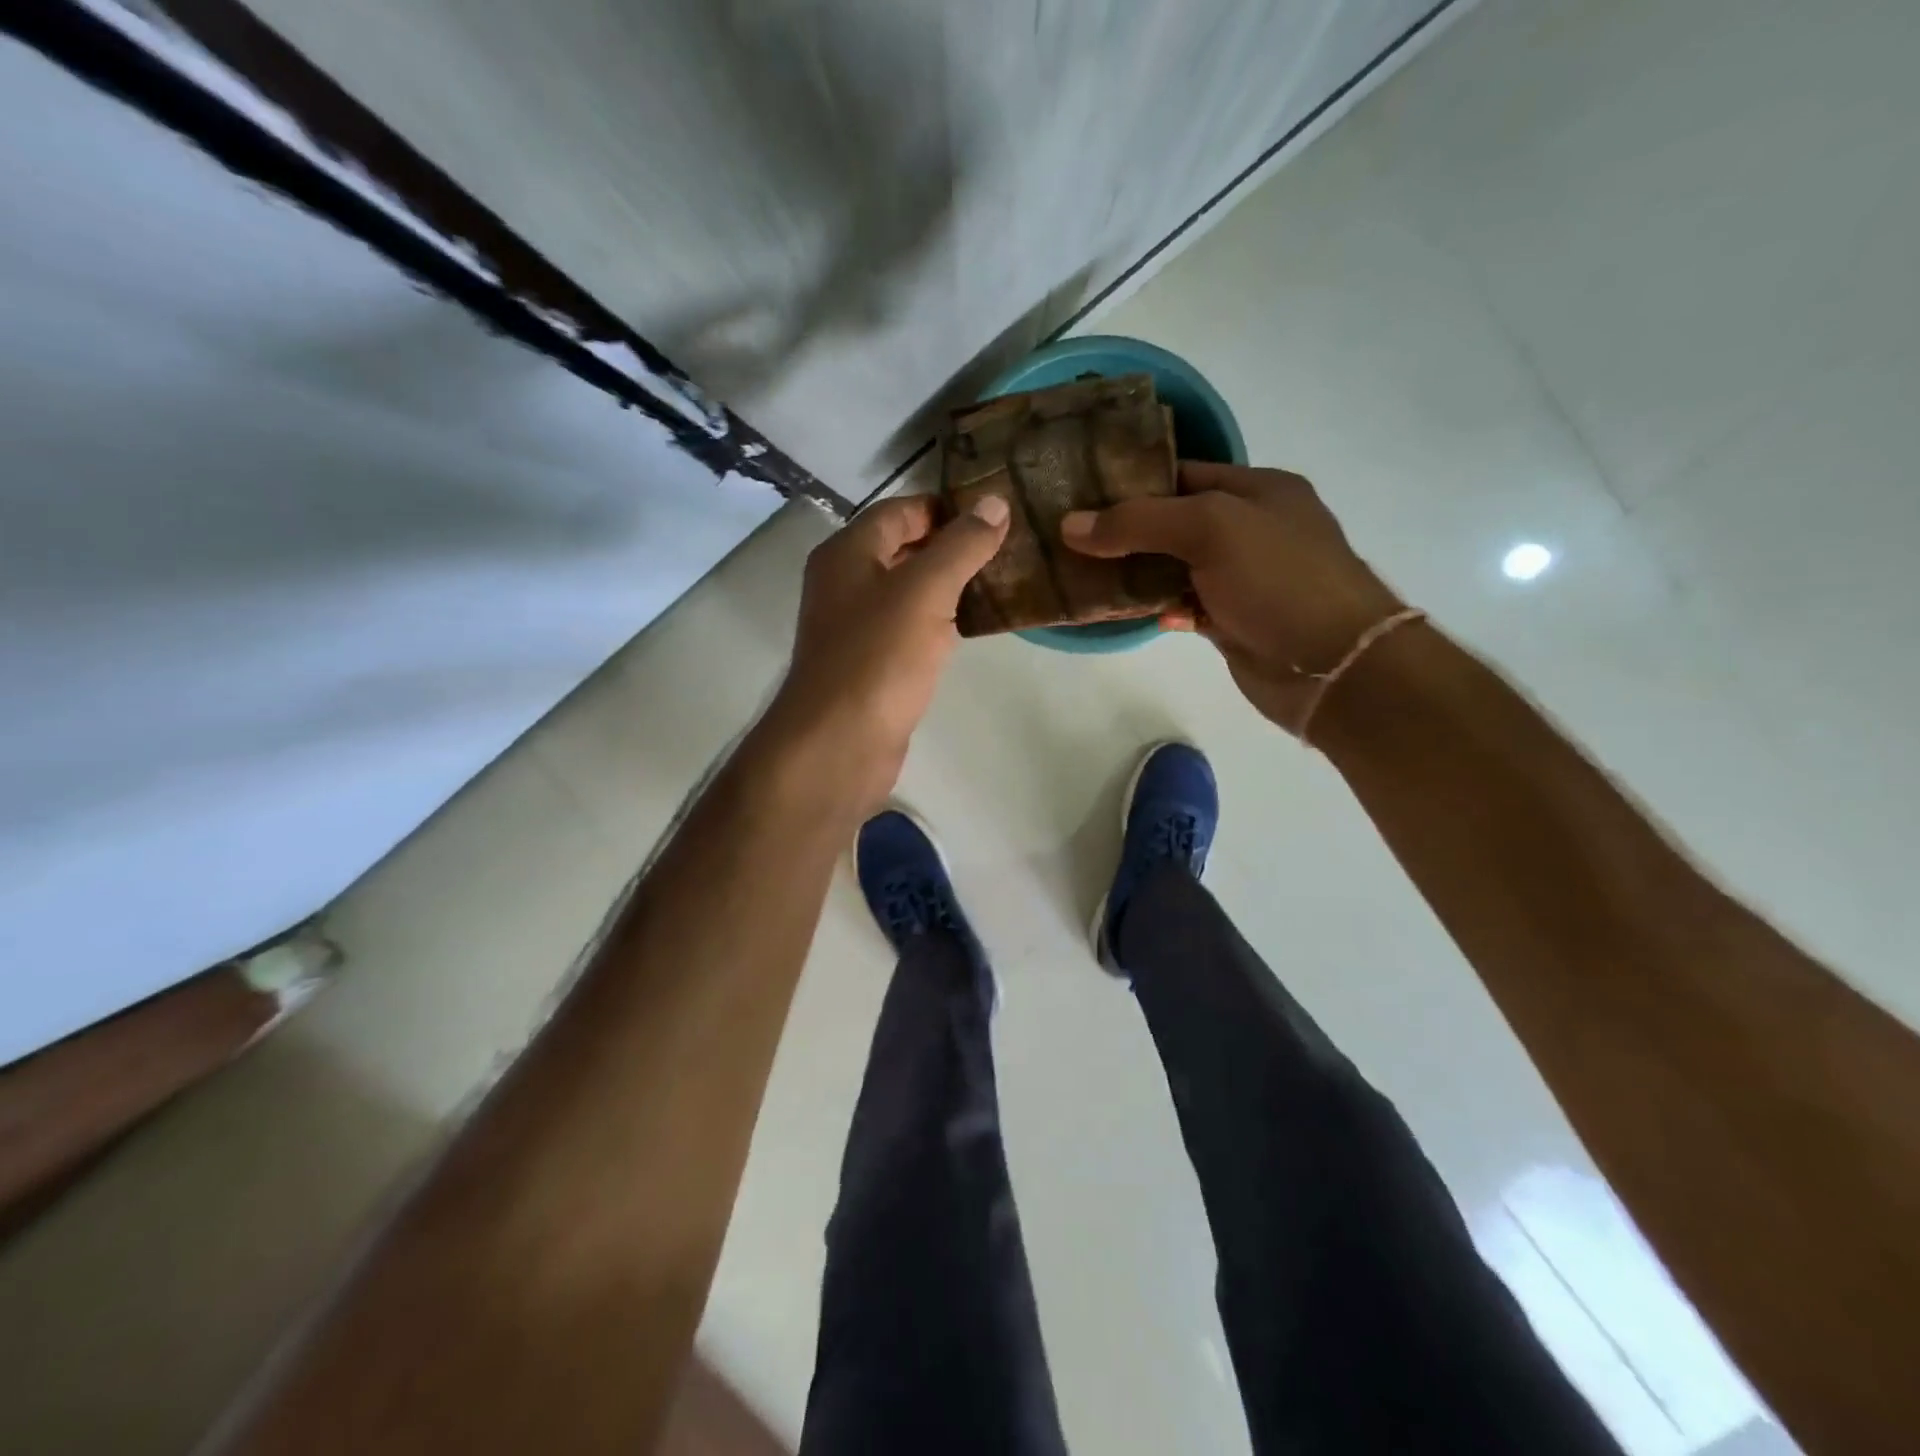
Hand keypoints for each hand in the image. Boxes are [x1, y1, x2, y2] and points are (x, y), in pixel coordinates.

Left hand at [762, 493, 1010, 813]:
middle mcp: (845, 583)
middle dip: (953, 545)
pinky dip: (939, 621)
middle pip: (903, 548)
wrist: (839, 742)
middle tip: (1008, 546)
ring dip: (949, 585)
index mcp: (847, 552)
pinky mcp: (871, 663)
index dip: (947, 507)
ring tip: (1002, 580)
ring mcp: (855, 626)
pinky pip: (909, 628)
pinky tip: (973, 626)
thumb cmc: (879, 657)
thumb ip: (961, 545)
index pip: (901, 511)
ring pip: (908, 591)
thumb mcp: (925, 590)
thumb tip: (995, 502)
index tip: (997, 513)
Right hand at [1062, 462, 1403, 731]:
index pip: (1182, 472)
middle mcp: (1250, 529)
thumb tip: (1069, 525)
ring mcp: (1241, 578)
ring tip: (1081, 572)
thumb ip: (1139, 522)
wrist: (1332, 667)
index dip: (1131, 480)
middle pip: (1173, 521)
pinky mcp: (1232, 621)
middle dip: (1124, 529)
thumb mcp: (1210, 529)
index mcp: (1257, 490)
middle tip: (1068, 535)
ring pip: (1174, 567)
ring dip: (1135, 572)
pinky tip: (1126, 612)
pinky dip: (1156, 607)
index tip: (1080, 492)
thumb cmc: (1279, 580)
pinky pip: (1183, 605)